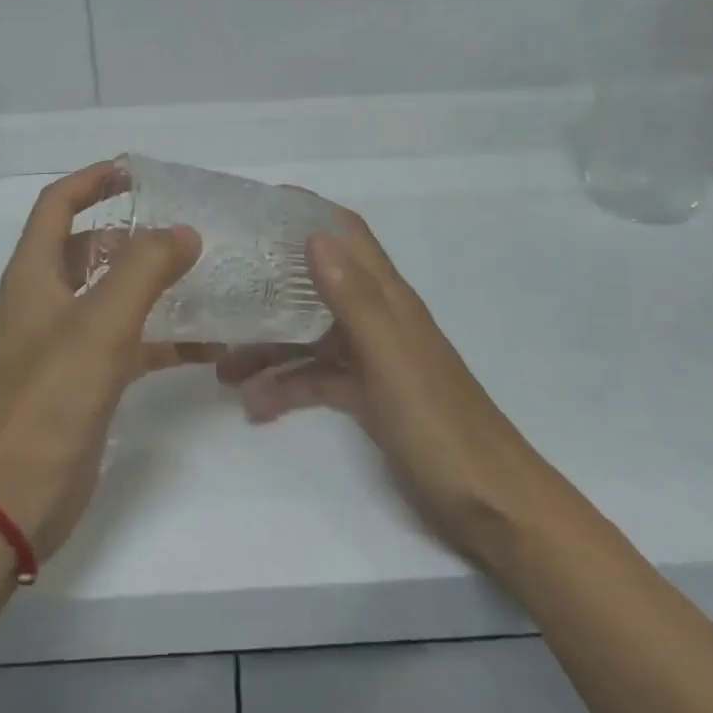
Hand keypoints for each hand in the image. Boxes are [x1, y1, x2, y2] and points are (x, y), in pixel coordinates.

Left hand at [0, 162, 201, 558]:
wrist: (11, 498)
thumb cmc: (48, 397)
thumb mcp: (101, 323)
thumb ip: (145, 269)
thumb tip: (184, 232)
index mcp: (34, 274)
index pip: (58, 205)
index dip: (93, 181)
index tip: (137, 172)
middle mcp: (45, 301)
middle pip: (88, 248)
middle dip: (132, 234)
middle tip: (183, 229)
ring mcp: (64, 343)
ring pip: (112, 296)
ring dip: (152, 285)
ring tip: (204, 276)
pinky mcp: (84, 382)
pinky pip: (129, 344)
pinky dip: (162, 338)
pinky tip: (207, 344)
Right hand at [217, 204, 539, 557]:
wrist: (491, 505)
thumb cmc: (439, 423)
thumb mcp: (389, 357)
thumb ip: (353, 297)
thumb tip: (315, 235)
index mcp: (388, 298)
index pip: (348, 234)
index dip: (308, 211)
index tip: (258, 207)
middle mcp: (378, 318)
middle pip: (318, 284)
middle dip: (271, 283)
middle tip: (221, 285)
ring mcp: (373, 359)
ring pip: (310, 336)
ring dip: (269, 345)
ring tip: (222, 367)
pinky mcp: (369, 398)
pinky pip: (318, 380)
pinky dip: (287, 387)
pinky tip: (256, 405)